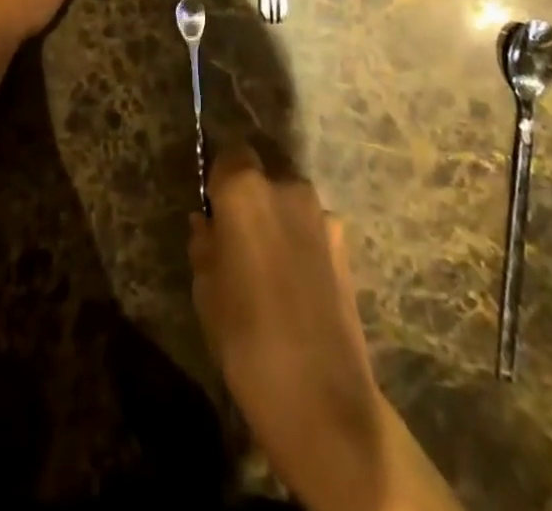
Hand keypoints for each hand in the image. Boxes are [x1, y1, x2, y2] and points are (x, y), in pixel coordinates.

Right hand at [190, 147, 385, 509]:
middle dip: (251, 196)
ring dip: (278, 219)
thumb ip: (205, 243)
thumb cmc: (246, 337)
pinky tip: (296, 283)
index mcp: (244, 188)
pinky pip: (313, 229)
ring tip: (269, 266)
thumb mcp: (206, 289)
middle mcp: (286, 187)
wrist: (322, 398)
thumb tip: (207, 223)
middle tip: (238, 237)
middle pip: (264, 174)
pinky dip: (301, 243)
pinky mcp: (346, 246)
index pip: (229, 153)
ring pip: (290, 202)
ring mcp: (322, 215)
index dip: (219, 177)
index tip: (213, 206)